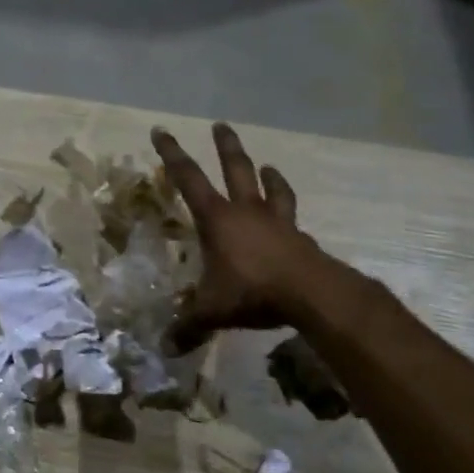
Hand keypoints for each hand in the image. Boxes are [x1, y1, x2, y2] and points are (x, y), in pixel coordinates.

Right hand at [152, 123, 335, 351]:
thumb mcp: (212, 310)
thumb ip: (187, 326)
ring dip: (268, 176)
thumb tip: (164, 347)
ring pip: (271, 189)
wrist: (312, 294)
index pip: (187, 178)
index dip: (171, 154)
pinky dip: (287, 213)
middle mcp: (246, 211)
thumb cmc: (252, 291)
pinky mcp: (300, 238)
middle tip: (221, 125)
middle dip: (225, 147)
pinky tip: (290, 220)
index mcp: (217, 219)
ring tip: (267, 165)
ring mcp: (277, 222)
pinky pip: (292, 219)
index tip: (161, 131)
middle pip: (235, 169)